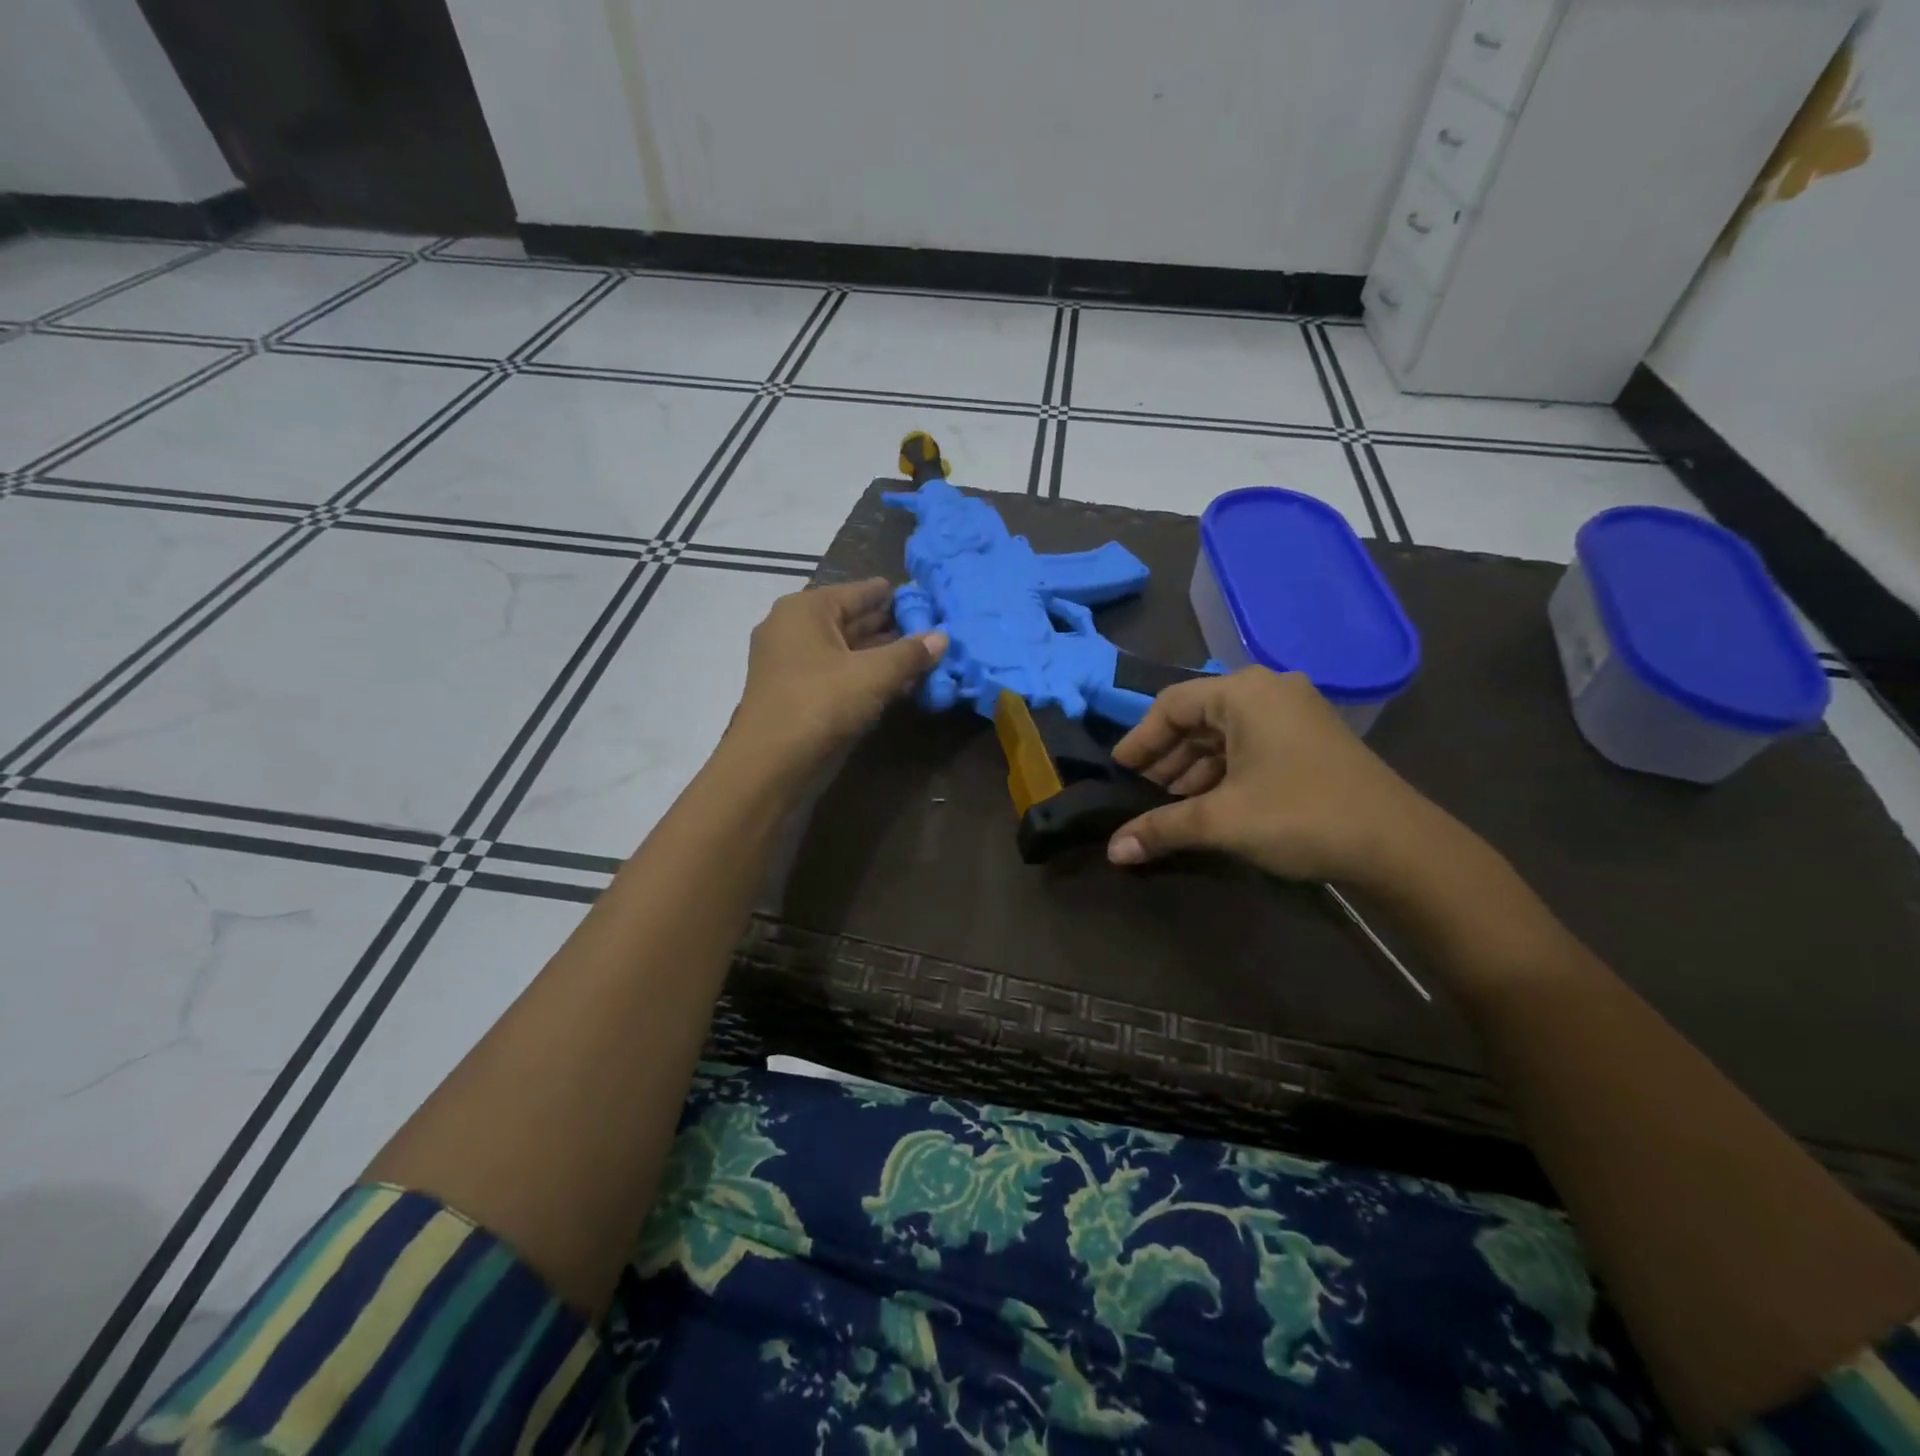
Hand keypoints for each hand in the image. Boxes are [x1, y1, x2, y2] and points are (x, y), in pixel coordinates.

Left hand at [729, 578, 946, 770]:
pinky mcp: (797, 694)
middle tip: (934, 628)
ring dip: (882, 656)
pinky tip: (900, 685)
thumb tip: (942, 636)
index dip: (895, 596)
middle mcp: (794, 628)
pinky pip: (839, 674)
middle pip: (852, 620)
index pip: (860, 591)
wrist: (770, 765)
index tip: (928, 598)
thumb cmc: (820, 704)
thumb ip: (910, 654)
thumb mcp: (873, 675)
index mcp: (806, 609)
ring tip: (925, 657)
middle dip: (892, 627)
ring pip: (847, 651)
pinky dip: (866, 677)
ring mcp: (792, 663)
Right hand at [1107, 667, 1454, 888]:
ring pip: (1225, 732)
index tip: (1119, 771)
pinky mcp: (1311, 737)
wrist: (1399, 844)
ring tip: (1169, 802)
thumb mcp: (1221, 820)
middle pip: (1198, 716)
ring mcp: (1295, 712)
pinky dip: (1224, 769)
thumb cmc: (1300, 815)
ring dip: (1193, 766)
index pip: (1171, 705)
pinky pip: (1251, 743)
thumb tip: (1113, 851)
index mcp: (1243, 692)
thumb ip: (1161, 828)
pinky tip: (1209, 800)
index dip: (1140, 739)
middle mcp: (1268, 690)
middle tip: (1140, 790)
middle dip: (1166, 755)